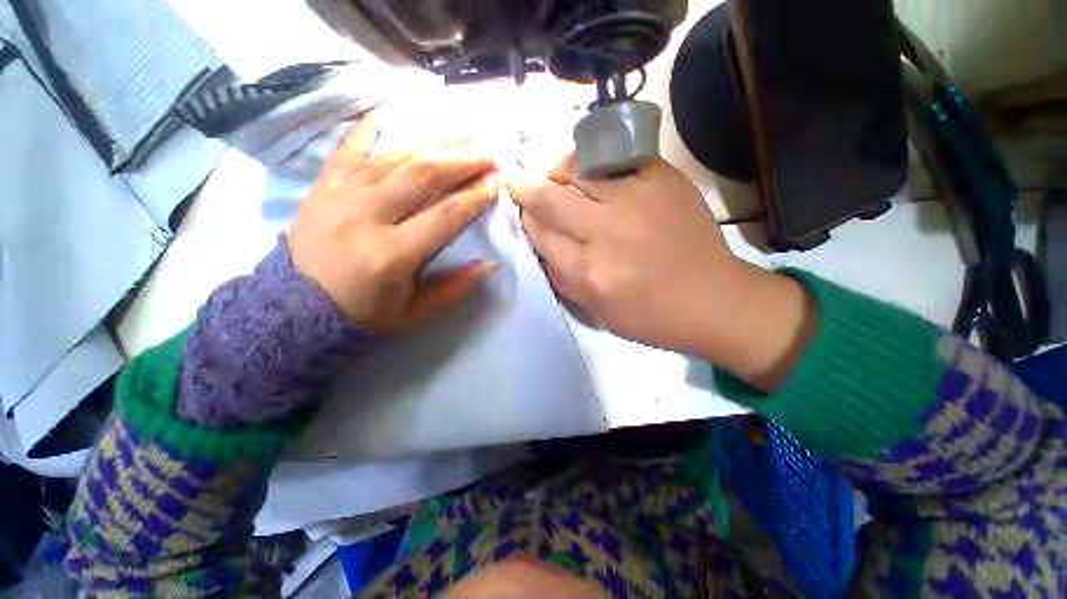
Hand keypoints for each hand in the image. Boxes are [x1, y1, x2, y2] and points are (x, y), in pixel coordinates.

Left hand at [288, 115, 498, 333]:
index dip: (475, 197)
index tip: (496, 183)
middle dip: (461, 160)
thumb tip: (489, 264)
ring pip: (393, 156)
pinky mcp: (323, 187)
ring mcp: (340, 196)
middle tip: (487, 153)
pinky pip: (348, 148)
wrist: (293, 309)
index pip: (446, 216)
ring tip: (461, 133)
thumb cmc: (362, 314)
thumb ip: (454, 289)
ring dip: (432, 141)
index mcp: (392, 254)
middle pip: (423, 175)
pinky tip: (391, 111)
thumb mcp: (415, 314)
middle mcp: (367, 216)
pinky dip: (370, 128)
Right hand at [508, 156, 815, 390]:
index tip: (525, 214)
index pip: (540, 233)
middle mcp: (607, 232)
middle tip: (521, 183)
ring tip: (556, 175)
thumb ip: (562, 280)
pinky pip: (613, 159)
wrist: (713, 299)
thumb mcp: (596, 313)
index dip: (527, 220)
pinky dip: (595, 164)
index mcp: (589, 273)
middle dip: (527, 188)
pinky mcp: (662, 179)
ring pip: (577, 169)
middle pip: (549, 197)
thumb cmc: (651, 316)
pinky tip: (595, 174)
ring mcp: (636, 200)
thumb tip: (541, 245)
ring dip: (557, 171)